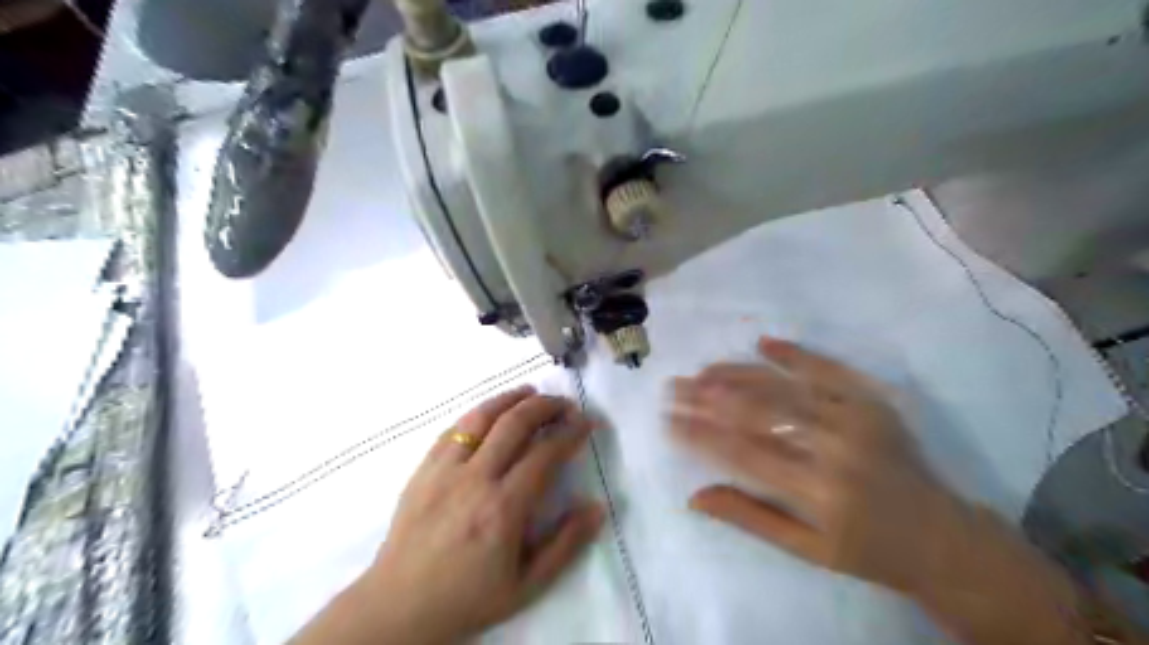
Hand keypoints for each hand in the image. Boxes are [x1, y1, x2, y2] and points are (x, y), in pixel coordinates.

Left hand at [293, 389, 604, 644]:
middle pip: (515, 424)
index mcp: (503, 509)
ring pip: (481, 417)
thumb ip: (566, 544)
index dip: (571, 432)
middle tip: (565, 404)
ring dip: (510, 399)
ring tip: (530, 392)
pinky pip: (453, 429)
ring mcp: (444, 470)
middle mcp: (474, 479)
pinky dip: (478, 414)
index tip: (587, 422)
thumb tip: (597, 507)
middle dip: (546, 406)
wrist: (399, 606)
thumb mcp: (527, 584)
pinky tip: (491, 412)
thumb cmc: (468, 597)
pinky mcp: (423, 469)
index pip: (545, 453)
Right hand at [670, 338, 956, 593]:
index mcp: (817, 492)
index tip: (668, 419)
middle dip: (709, 398)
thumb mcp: (805, 549)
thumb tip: (694, 496)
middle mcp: (834, 449)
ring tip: (703, 371)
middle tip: (675, 387)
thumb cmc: (867, 550)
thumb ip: (749, 517)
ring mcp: (856, 418)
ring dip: (739, 375)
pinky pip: (828, 369)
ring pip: (785, 387)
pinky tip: (764, 344)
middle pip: (758, 413)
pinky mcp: (872, 402)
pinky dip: (795, 354)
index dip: (700, 434)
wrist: (942, 536)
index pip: (742, 453)